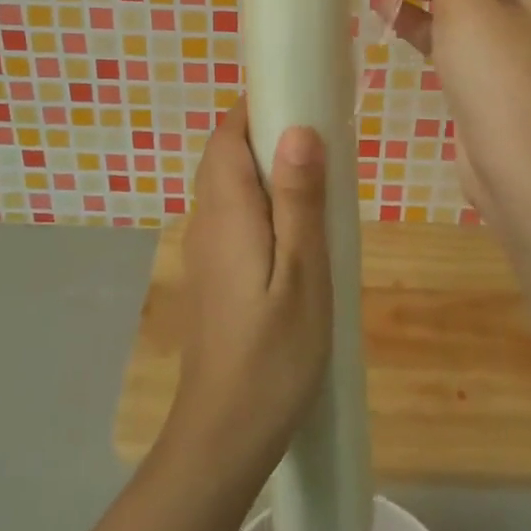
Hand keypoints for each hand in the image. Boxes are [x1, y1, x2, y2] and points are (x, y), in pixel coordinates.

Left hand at [170, 100, 331, 467]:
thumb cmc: (274, 355)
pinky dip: (262, 199)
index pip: (226, 135)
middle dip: (266, 132)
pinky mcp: (215, 273)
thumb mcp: (303, 274)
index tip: (301, 95)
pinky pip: (235, 213)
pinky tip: (299, 225)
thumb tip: (297, 127)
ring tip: (319, 176)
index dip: (256, 106)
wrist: (226, 435)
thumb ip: (298, 200)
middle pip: (226, 155)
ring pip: (230, 185)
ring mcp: (207, 249)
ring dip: (266, 166)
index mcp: (226, 211)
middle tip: (323, 136)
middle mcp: (207, 221)